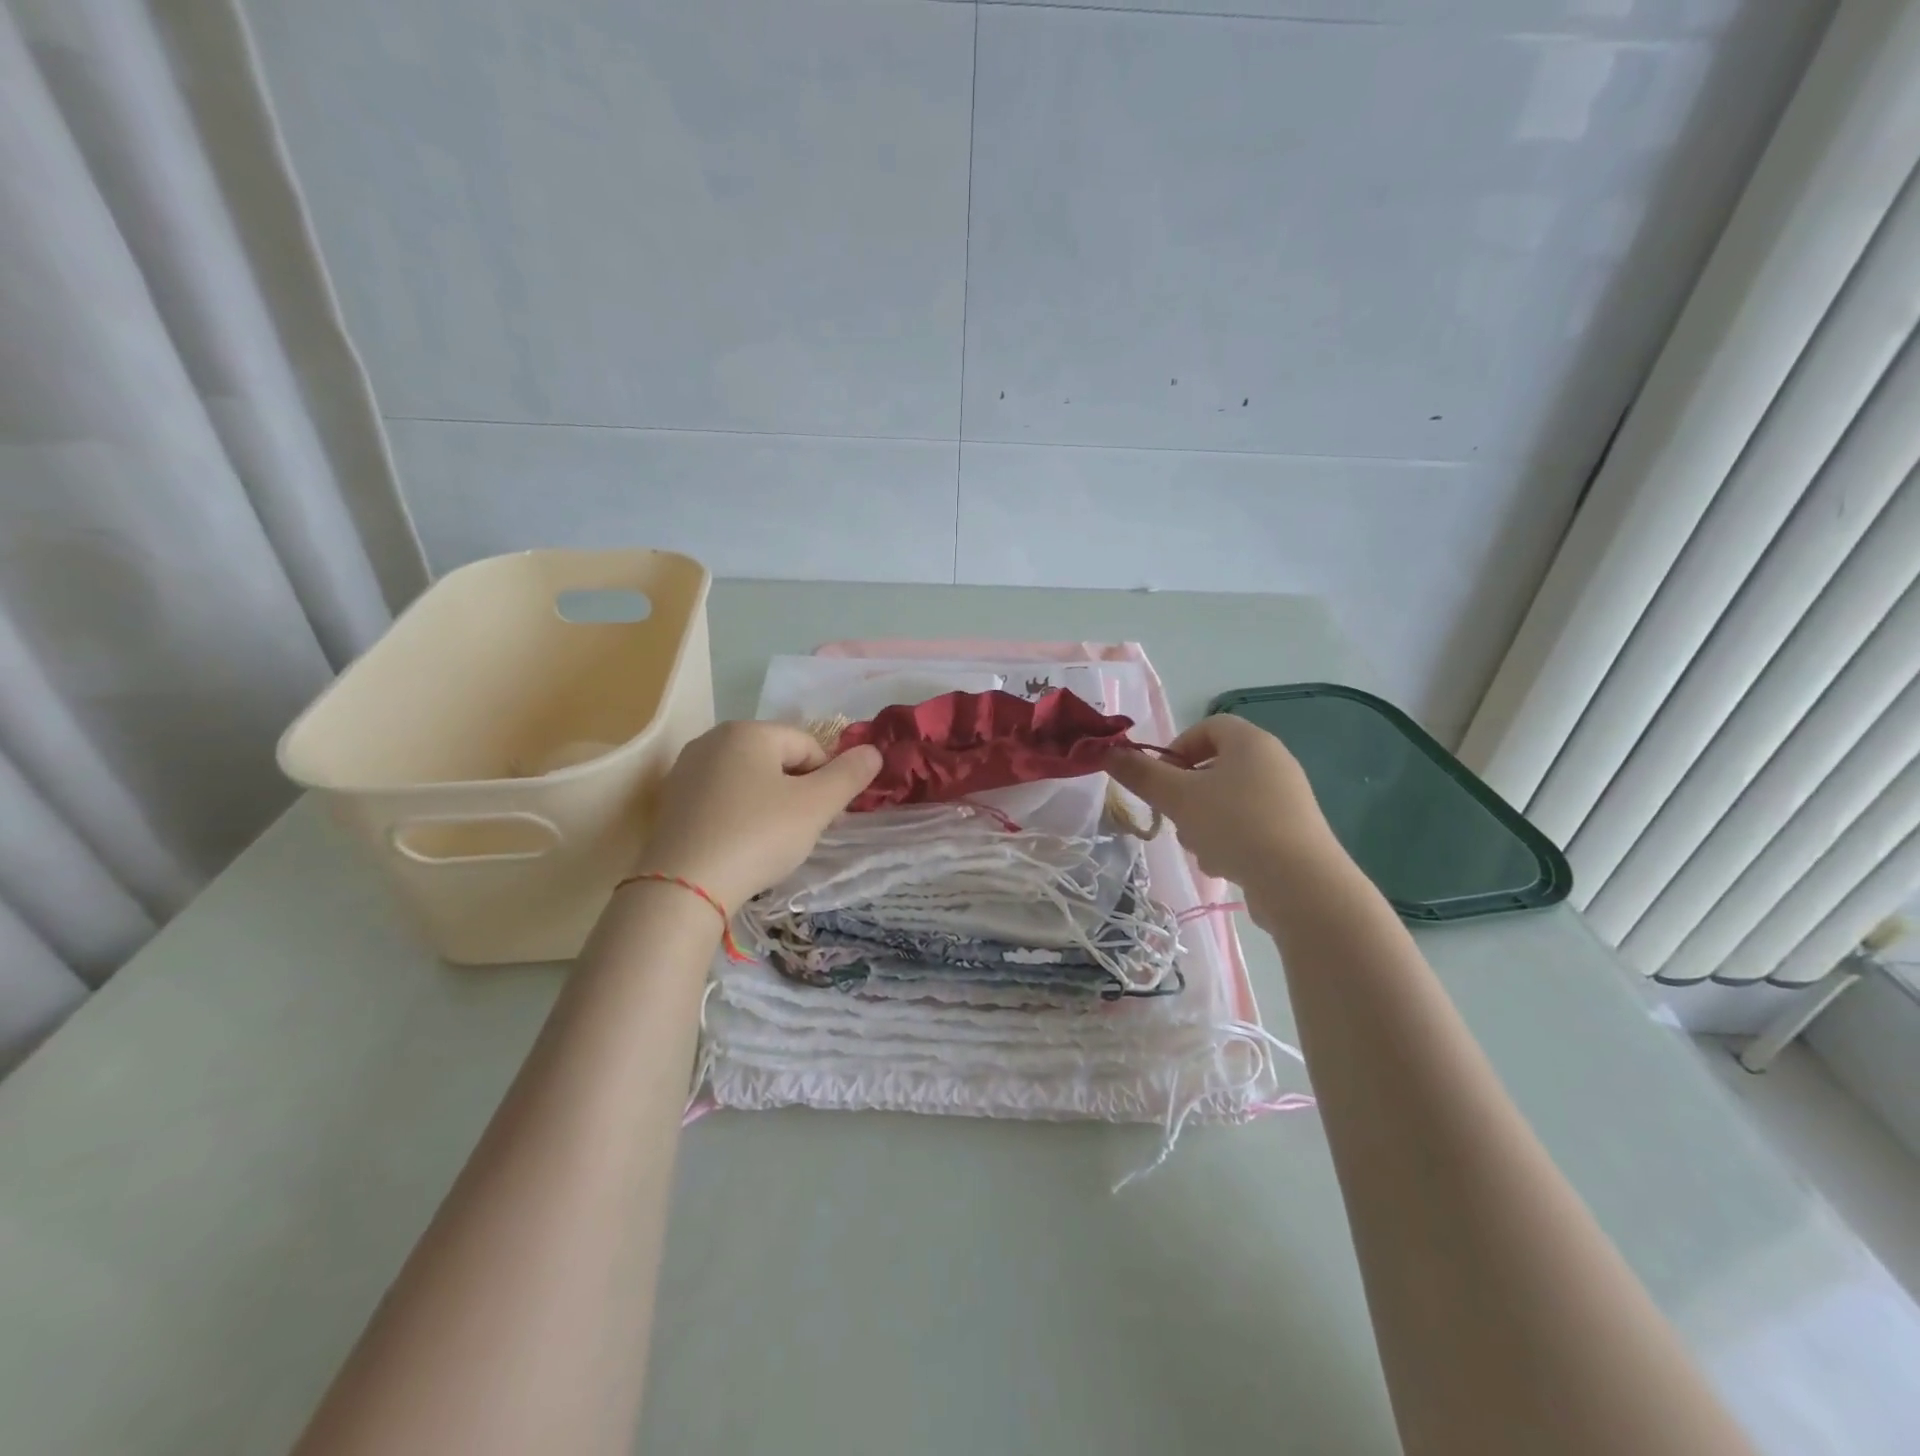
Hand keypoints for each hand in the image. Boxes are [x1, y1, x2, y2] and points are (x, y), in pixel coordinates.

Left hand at [633, 722, 881, 909]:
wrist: (683, 887)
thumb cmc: (757, 836)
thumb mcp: (815, 807)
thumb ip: (849, 776)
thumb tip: (874, 752)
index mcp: (748, 731)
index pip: (808, 746)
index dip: (825, 781)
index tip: (823, 818)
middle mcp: (713, 739)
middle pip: (777, 759)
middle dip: (797, 791)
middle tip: (800, 831)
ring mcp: (687, 769)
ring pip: (749, 780)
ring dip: (769, 804)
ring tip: (769, 842)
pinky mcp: (671, 801)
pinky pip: (721, 799)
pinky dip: (739, 815)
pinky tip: (739, 845)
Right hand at [1106, 714, 1340, 886]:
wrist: (1300, 884)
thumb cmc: (1235, 825)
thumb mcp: (1177, 797)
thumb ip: (1140, 773)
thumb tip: (1107, 752)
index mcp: (1251, 742)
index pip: (1207, 727)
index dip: (1176, 748)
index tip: (1160, 779)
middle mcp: (1274, 762)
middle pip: (1214, 767)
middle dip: (1186, 794)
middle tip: (1173, 816)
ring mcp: (1287, 799)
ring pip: (1227, 801)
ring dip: (1203, 821)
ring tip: (1199, 847)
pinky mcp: (1293, 832)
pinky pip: (1248, 826)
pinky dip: (1229, 840)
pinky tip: (1224, 865)